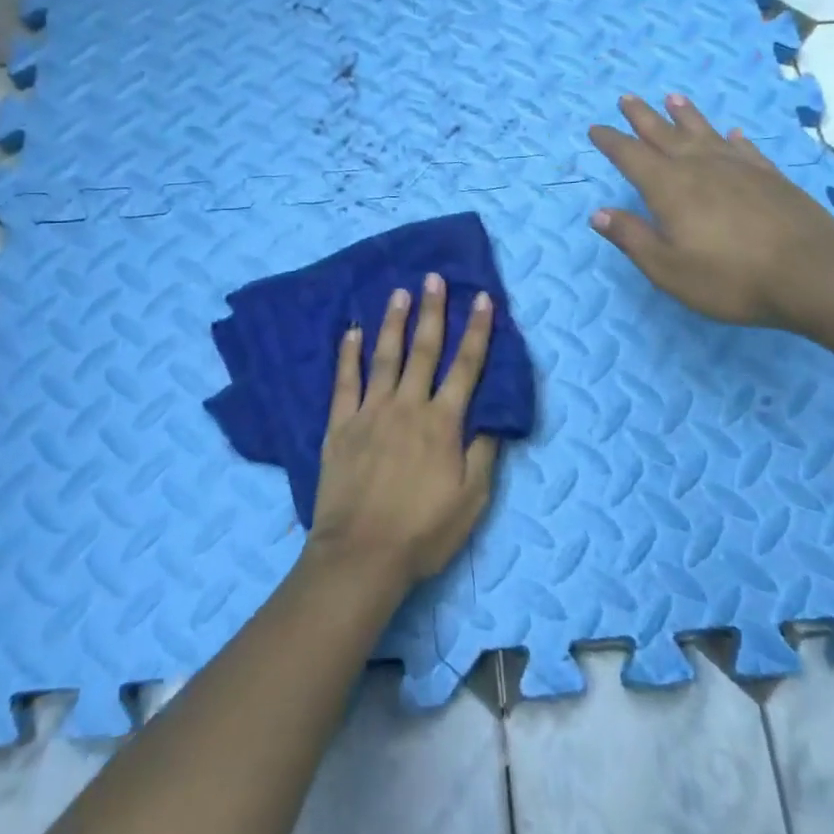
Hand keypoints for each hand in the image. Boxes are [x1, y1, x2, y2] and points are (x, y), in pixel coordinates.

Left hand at [308, 274, 499, 586]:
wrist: (361, 555)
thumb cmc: (422, 532)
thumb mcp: (471, 500)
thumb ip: (483, 453)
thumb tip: (493, 416)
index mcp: (442, 423)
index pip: (466, 366)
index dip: (477, 331)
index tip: (482, 298)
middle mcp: (407, 406)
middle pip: (424, 350)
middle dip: (433, 311)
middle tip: (434, 278)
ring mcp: (370, 412)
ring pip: (385, 356)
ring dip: (393, 322)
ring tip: (398, 292)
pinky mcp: (340, 424)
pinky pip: (344, 381)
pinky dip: (348, 354)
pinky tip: (351, 331)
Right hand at [587, 92, 833, 326]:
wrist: (812, 273)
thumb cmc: (730, 277)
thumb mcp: (668, 268)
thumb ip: (632, 238)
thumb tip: (598, 213)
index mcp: (669, 188)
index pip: (631, 156)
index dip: (611, 141)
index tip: (596, 128)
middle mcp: (700, 167)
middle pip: (664, 134)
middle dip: (642, 117)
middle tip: (626, 98)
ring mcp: (738, 168)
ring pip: (704, 132)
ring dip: (685, 115)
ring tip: (673, 98)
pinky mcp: (770, 176)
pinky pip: (744, 149)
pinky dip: (733, 139)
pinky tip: (733, 133)